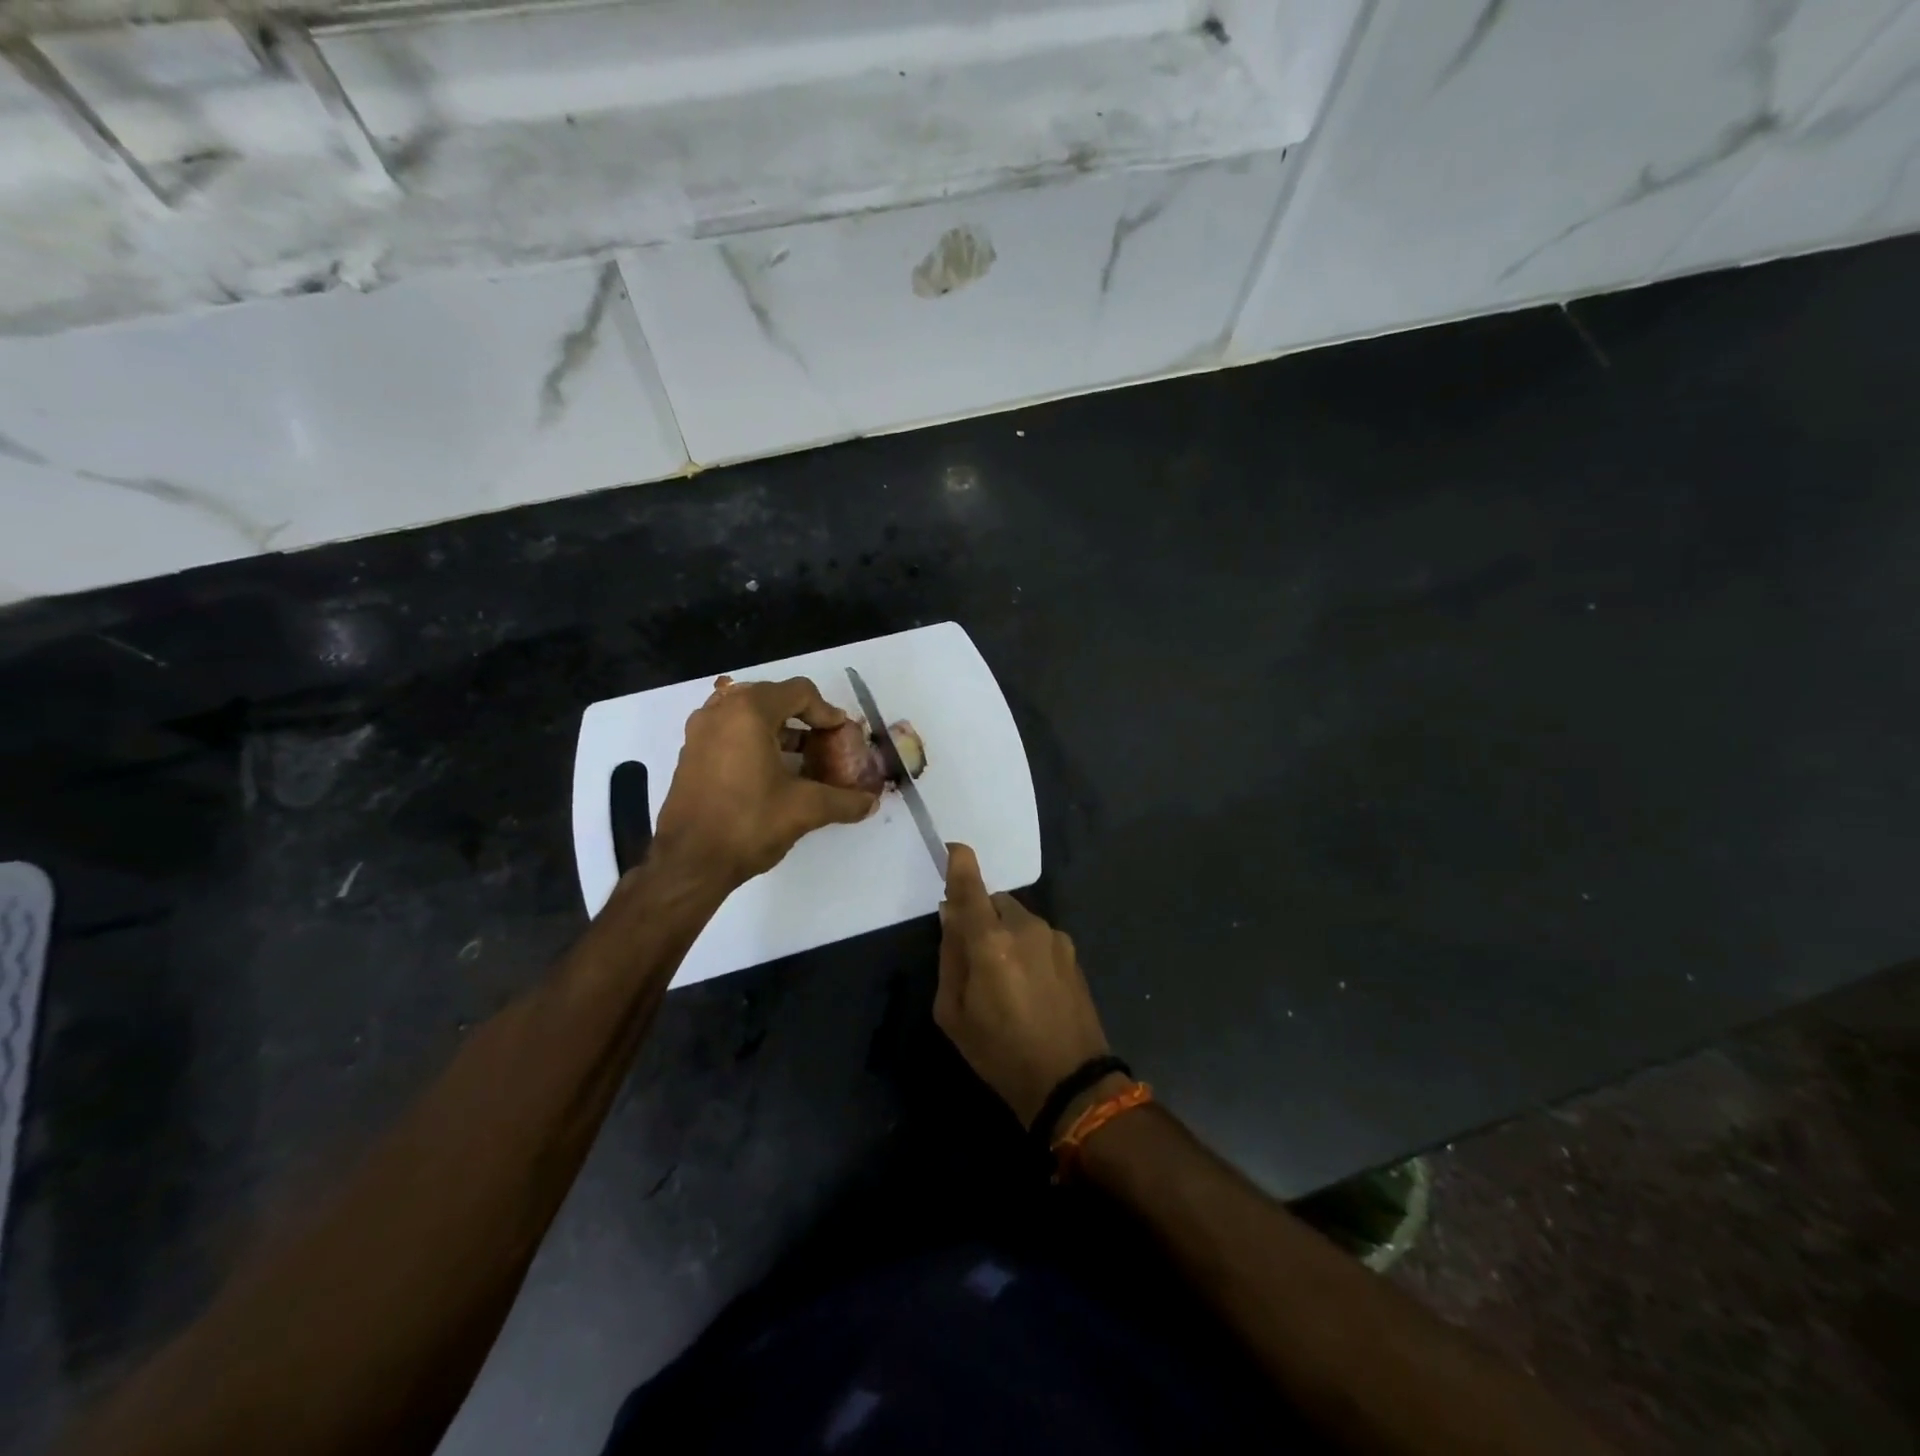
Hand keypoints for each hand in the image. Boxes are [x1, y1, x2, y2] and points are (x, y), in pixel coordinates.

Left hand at [653, 676, 876, 887]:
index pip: (799, 692)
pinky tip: (772, 772)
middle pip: (772, 697)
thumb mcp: (805, 809)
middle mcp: (720, 712)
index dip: (827, 712)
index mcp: (748, 712)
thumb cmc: (748, 823)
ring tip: (802, 757)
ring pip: (748, 714)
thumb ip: (843, 800)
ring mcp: (700, 732)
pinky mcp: (691, 754)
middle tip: (825, 742)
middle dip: (803, 718)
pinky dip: (755, 741)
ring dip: (779, 729)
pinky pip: (730, 732)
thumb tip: (871, 803)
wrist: (688, 863)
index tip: (841, 736)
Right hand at [934, 843, 1112, 1132]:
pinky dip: (1025, 945)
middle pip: (994, 902)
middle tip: (973, 955)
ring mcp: (1053, 937)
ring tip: (1004, 977)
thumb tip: (951, 916)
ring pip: (1017, 917)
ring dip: (1004, 932)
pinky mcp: (1071, 950)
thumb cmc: (999, 1052)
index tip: (954, 848)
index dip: (960, 864)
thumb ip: (950, 957)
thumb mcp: (953, 1013)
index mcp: (990, 942)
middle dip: (980, 917)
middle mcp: (1024, 928)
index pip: (971, 889)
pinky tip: (1029, 983)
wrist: (1069, 1080)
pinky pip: (1037, 934)